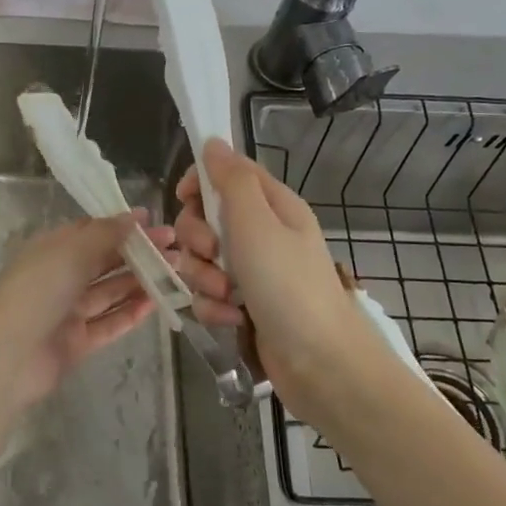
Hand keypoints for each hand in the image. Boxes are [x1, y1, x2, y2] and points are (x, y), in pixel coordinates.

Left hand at [0, 212, 171, 406]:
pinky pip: (108, 324)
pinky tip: (156, 303)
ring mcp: (67, 312)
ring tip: (174, 273)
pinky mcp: (77, 343)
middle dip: (138, 254)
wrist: (7, 356)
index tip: (154, 222)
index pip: (90, 232)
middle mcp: (59, 278)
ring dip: (140, 282)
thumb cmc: (36, 292)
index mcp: (51, 250)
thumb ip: (105, 234)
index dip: (122, 226)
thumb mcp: (70, 252)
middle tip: (174, 249)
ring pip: (109, 293)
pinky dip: (130, 313)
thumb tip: (134, 216)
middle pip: (103, 262)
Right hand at [176, 140, 386, 420]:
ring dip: (205, 278)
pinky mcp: (243, 306)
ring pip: (202, 260)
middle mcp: (261, 234)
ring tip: (227, 297)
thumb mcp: (256, 222)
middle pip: (205, 218)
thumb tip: (213, 141)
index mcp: (271, 206)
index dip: (200, 182)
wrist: (320, 363)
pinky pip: (209, 295)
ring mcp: (252, 272)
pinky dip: (214, 307)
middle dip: (198, 239)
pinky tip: (232, 320)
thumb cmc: (288, 284)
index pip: (226, 173)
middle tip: (214, 255)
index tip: (185, 198)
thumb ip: (231, 180)